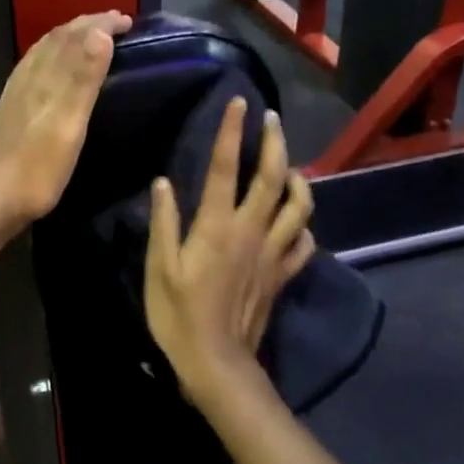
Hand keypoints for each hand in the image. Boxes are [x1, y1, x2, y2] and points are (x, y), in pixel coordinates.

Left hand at [0, 12, 132, 227]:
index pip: (74, 36)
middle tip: (116, 24)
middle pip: (58, 39)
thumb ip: (83, 79)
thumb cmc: (38, 168)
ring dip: (70, 39)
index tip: (128, 20)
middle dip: (87, 26)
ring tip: (90, 39)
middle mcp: (28, 77)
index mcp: (44, 77)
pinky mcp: (11, 109)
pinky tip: (53, 71)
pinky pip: (35, 68)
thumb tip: (100, 32)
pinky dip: (53, 56)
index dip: (101, 24)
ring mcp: (16, 93)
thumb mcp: (68, 124)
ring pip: (44, 52)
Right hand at [145, 98, 313, 401]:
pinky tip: (297, 221)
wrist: (215, 361)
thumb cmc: (178, 314)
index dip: (232, 132)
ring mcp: (272, 254)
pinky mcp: (282, 276)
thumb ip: (164, 223)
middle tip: (272, 119)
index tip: (238, 102)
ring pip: (299, 208)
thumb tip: (164, 182)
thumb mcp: (159, 268)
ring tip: (292, 165)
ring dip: (299, 180)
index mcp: (217, 227)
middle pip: (273, 178)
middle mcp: (251, 232)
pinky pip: (303, 245)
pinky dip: (304, 227)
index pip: (226, 168)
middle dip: (275, 143)